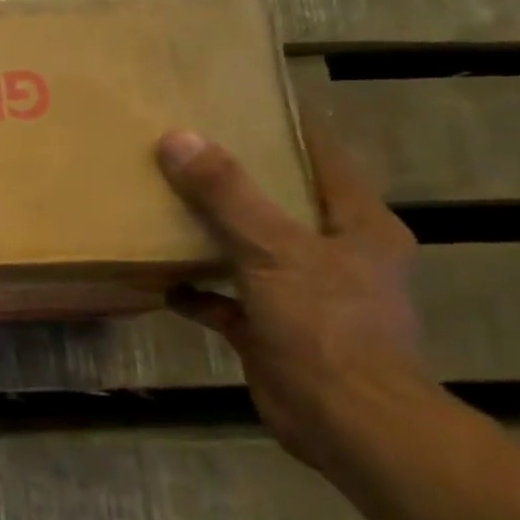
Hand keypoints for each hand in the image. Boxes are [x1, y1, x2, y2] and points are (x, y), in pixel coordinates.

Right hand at [155, 124, 430, 469]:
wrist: (346, 420)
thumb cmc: (326, 323)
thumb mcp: (273, 248)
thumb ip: (226, 194)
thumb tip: (177, 137)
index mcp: (357, 225)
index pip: (326, 158)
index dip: (291, 126)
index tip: (246, 99)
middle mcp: (335, 255)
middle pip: (283, 203)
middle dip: (239, 180)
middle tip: (187, 149)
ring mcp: (303, 295)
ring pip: (252, 251)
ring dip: (214, 235)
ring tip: (165, 205)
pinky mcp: (273, 331)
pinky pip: (227, 301)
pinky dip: (198, 292)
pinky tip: (163, 281)